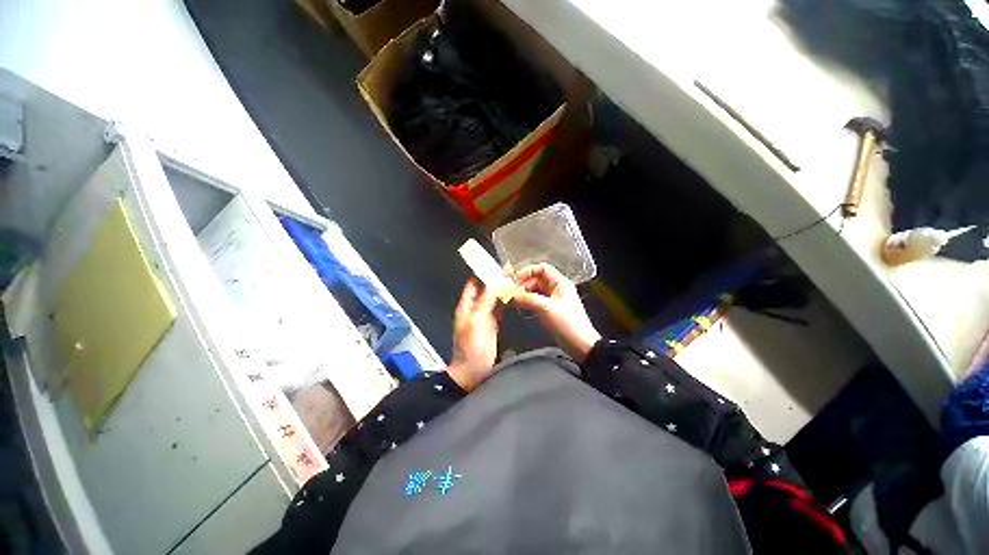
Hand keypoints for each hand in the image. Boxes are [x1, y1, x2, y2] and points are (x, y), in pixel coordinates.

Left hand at [447, 279, 502, 391]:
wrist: (472, 371)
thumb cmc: (470, 347)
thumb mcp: (476, 322)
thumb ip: (484, 302)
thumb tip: (493, 283)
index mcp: (466, 306)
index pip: (473, 284)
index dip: (483, 274)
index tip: (496, 266)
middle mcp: (474, 309)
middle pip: (485, 290)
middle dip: (495, 280)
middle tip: (509, 272)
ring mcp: (484, 317)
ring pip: (493, 298)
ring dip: (501, 290)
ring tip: (513, 280)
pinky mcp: (493, 325)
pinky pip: (499, 309)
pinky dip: (505, 302)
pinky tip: (513, 296)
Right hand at [513, 263, 600, 361]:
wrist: (580, 344)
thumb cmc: (568, 323)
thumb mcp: (546, 308)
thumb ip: (528, 299)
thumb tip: (513, 295)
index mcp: (560, 283)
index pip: (542, 268)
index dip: (528, 271)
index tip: (516, 279)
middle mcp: (557, 289)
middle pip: (537, 279)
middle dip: (524, 284)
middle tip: (513, 292)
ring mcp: (554, 300)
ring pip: (536, 291)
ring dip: (525, 293)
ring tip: (514, 299)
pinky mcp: (551, 310)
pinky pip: (537, 301)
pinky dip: (528, 302)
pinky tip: (520, 306)